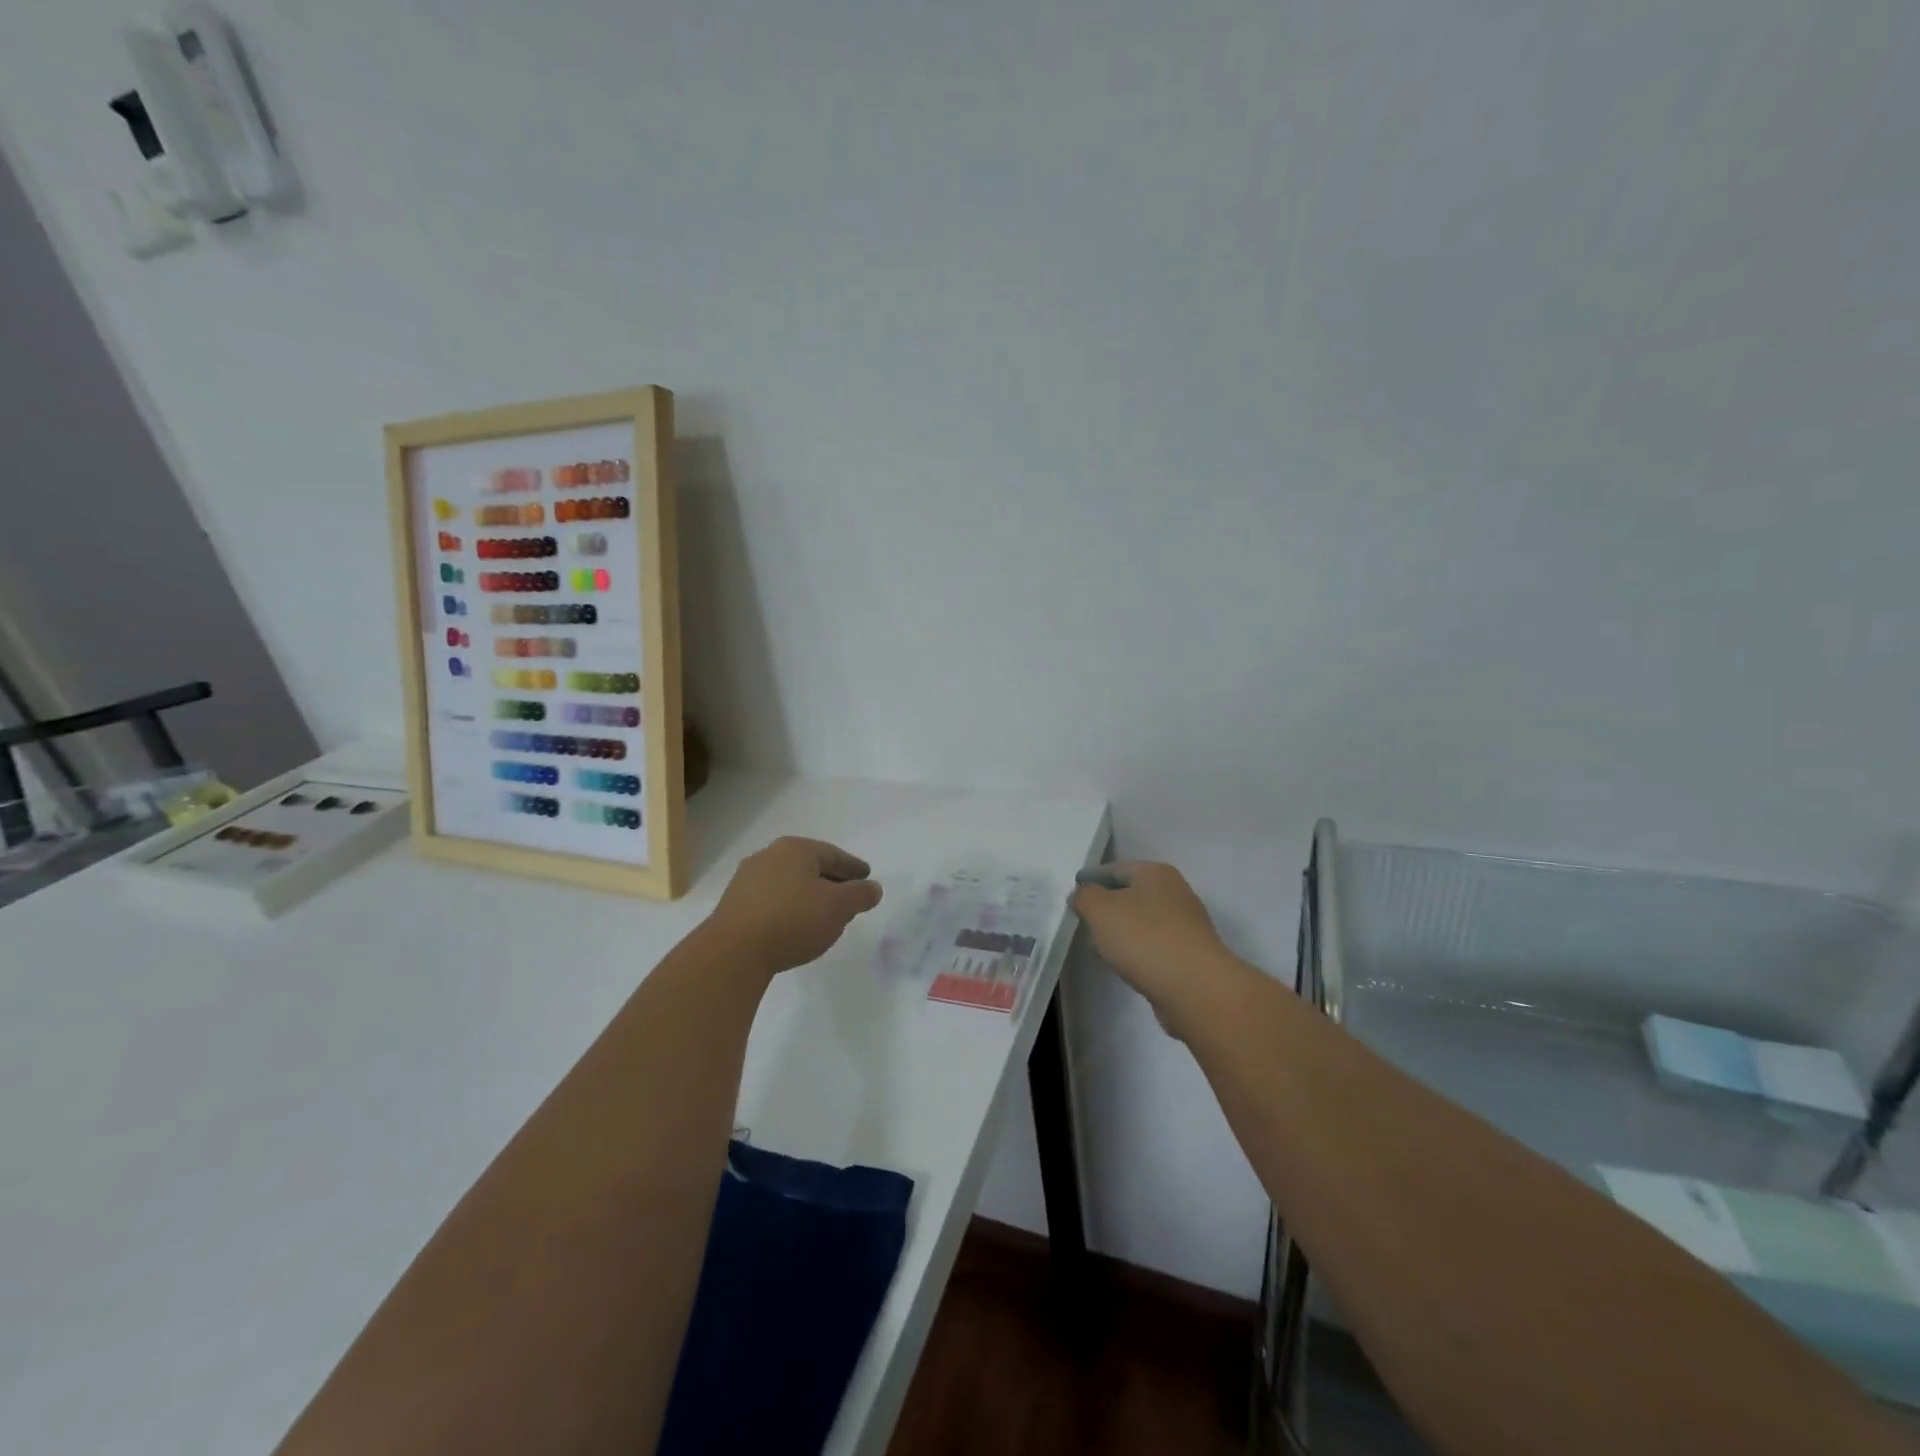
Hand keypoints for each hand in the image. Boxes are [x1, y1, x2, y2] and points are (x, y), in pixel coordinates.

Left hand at [705, 836, 883, 974]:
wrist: (733, 952)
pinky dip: (788, 908)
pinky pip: (771, 900)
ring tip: (822, 915)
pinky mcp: (733, 905)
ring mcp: (746, 880)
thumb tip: (873, 888)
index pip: (833, 854)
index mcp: (795, 849)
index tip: (866, 876)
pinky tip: (794, 926)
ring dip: (808, 896)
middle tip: (848, 896)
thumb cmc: (793, 920)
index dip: (853, 867)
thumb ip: (860, 895)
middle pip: (809, 866)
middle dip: (830, 880)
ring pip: (789, 883)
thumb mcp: (838, 907)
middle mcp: (768, 856)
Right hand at [1071, 861, 1229, 1010]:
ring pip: (1142, 922)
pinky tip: (1121, 965)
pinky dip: (1135, 951)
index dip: (1092, 877)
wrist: (1196, 988)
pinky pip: (1153, 946)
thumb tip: (1083, 895)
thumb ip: (1084, 896)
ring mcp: (1185, 926)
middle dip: (1105, 907)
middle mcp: (1175, 894)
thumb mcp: (1100, 909)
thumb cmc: (1144, 938)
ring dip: (1119, 932)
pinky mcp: (1189, 957)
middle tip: (1082, 920)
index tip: (1073, 890)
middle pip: (1131, 894)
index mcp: (1156, 874)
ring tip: (1096, 947)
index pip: (1116, 868)